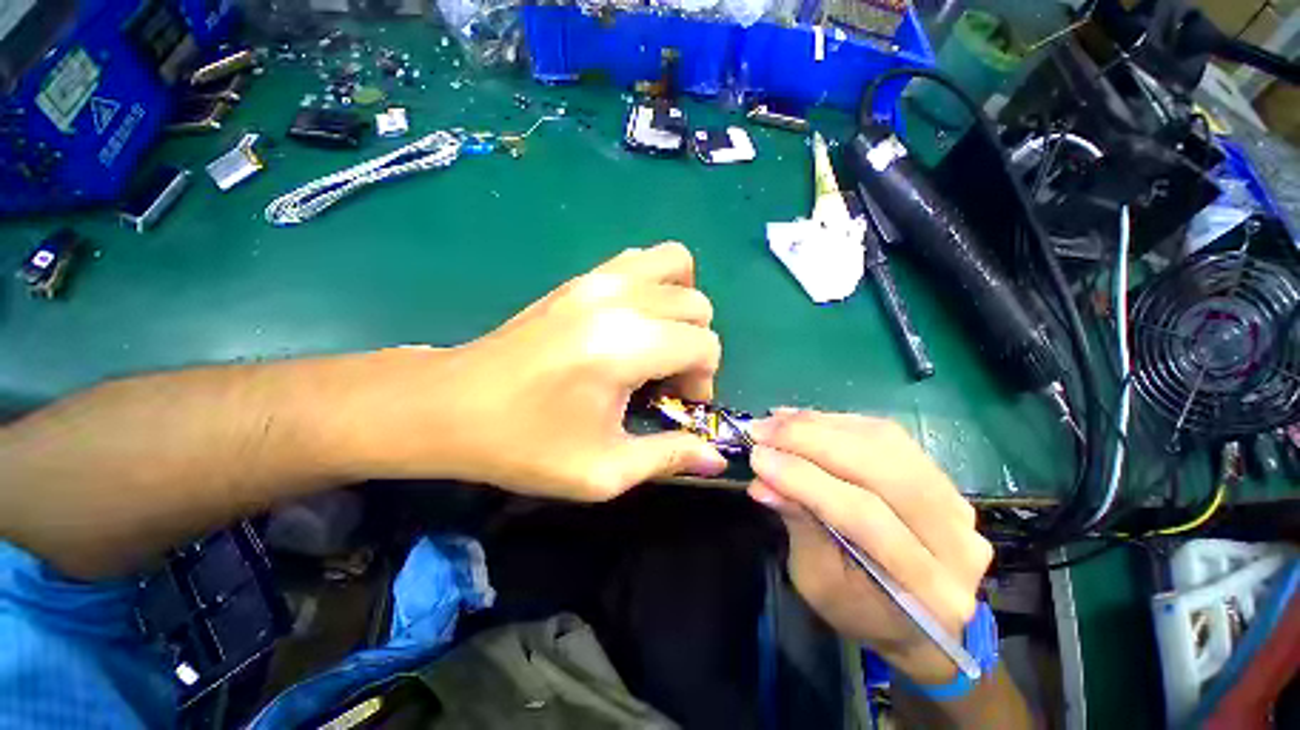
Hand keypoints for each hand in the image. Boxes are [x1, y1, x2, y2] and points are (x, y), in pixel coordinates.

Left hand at [344, 242, 728, 498]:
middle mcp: (619, 299)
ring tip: (661, 341)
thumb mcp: (602, 470)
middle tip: (668, 379)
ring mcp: (597, 278)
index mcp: (626, 345)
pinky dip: (656, 283)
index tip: (677, 404)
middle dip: (696, 346)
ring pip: (676, 265)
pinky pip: (641, 259)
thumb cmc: (525, 444)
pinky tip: (636, 320)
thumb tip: (716, 458)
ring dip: (682, 305)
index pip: (704, 344)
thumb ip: (667, 457)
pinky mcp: (580, 277)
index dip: (703, 379)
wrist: (451, 405)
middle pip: (696, 305)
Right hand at [747, 411, 992, 683]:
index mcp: (930, 589)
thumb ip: (798, 526)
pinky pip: (885, 434)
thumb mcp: (817, 581)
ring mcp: (955, 500)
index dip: (805, 480)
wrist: (913, 614)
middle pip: (881, 471)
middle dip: (811, 442)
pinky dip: (838, 422)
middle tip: (761, 429)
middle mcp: (956, 539)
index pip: (864, 517)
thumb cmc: (858, 608)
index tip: (757, 458)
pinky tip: (803, 420)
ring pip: (884, 444)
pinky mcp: (938, 473)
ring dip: (820, 426)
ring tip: (776, 421)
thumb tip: (763, 483)